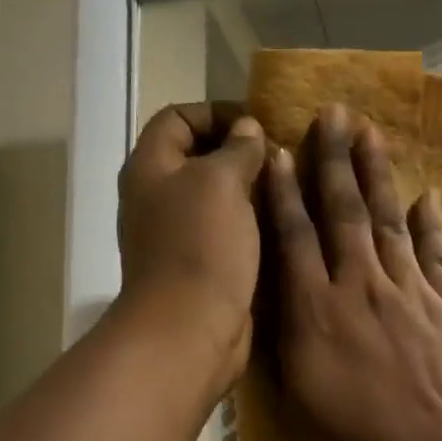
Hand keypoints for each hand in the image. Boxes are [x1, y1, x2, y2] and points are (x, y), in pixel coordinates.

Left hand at [117, 103, 266, 390]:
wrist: (189, 328)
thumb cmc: (200, 246)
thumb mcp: (222, 181)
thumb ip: (238, 148)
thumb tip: (247, 130)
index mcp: (150, 167)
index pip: (178, 117)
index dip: (216, 112)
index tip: (259, 124)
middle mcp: (157, 197)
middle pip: (197, 158)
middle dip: (239, 151)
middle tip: (283, 155)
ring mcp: (176, 235)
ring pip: (216, 197)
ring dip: (250, 189)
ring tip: (291, 187)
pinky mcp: (199, 266)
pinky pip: (226, 232)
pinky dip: (250, 224)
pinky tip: (283, 224)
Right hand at [262, 105, 441, 440]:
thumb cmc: (358, 438)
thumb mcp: (299, 394)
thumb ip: (286, 337)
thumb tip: (276, 294)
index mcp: (317, 310)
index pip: (295, 237)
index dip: (285, 192)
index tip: (278, 150)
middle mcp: (361, 286)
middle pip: (344, 212)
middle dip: (335, 160)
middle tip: (332, 113)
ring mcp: (409, 291)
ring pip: (388, 220)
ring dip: (378, 174)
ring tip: (372, 132)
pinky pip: (436, 253)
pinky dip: (429, 223)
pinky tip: (425, 196)